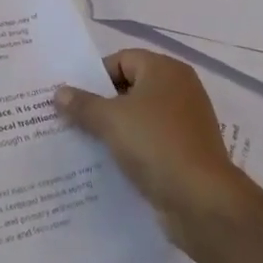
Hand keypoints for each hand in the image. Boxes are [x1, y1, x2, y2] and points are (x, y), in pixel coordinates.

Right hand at [54, 49, 247, 244]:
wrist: (202, 202)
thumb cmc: (156, 145)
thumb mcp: (110, 120)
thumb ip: (82, 104)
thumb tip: (59, 93)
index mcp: (165, 70)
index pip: (121, 60)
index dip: (94, 77)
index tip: (72, 99)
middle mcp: (180, 89)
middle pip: (130, 88)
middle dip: (101, 104)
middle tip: (71, 119)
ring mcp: (186, 123)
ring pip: (139, 118)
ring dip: (115, 129)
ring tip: (84, 143)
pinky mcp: (187, 153)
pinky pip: (151, 142)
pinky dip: (132, 149)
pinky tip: (109, 164)